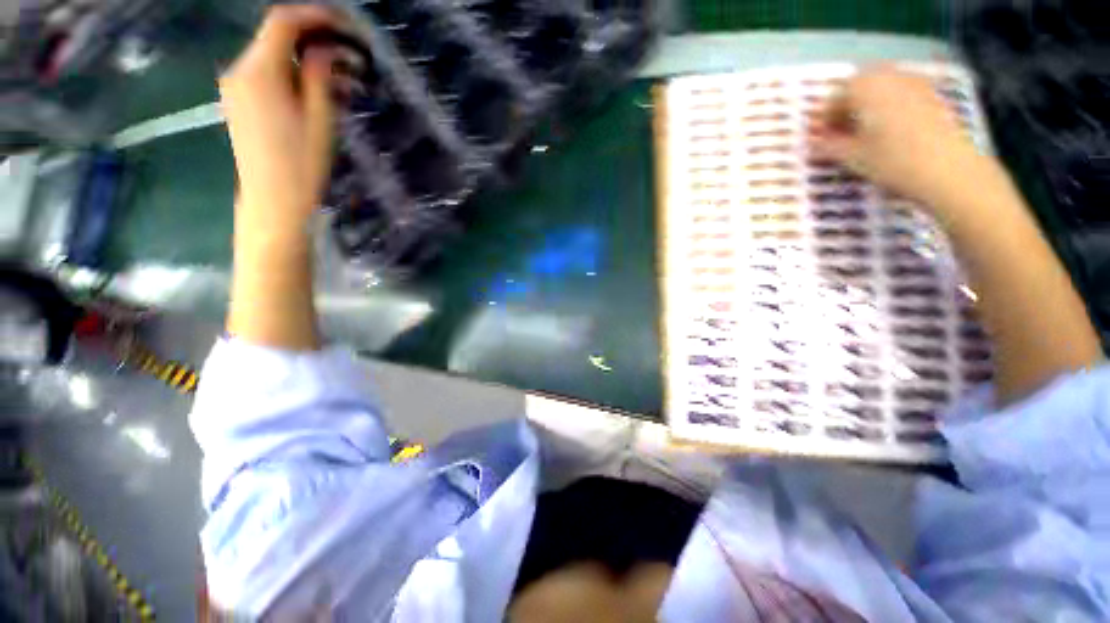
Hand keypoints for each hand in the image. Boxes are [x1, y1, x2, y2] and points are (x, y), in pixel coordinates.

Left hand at [219, 5, 343, 240]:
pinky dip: (294, 76)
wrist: (272, 202)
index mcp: (259, 71)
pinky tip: (319, 93)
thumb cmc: (301, 165)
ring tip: (345, 82)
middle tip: (353, 59)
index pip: (283, 21)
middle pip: (277, 37)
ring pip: (275, 57)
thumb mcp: (319, 118)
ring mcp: (237, 87)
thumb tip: (325, 49)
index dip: (316, 16)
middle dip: (316, 40)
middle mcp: (240, 70)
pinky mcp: (241, 103)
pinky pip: (268, 76)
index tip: (347, 25)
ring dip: (308, 61)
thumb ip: (319, 75)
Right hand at [810, 65, 994, 209]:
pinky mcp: (932, 97)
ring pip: (882, 88)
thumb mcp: (853, 157)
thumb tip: (812, 142)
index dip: (824, 118)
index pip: (835, 96)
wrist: (949, 170)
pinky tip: (889, 131)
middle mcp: (890, 78)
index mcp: (866, 88)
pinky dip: (889, 107)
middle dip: (847, 107)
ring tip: (863, 133)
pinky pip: (901, 94)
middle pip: (860, 86)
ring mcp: (915, 84)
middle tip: (839, 133)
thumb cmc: (893, 161)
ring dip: (868, 106)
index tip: (819, 138)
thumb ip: (828, 146)